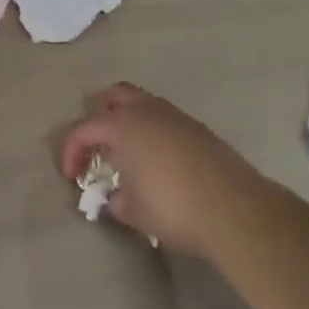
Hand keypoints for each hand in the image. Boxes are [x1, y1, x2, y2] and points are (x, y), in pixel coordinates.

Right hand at [60, 83, 247, 256]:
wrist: (236, 210)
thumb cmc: (174, 207)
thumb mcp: (135, 212)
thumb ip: (117, 201)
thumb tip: (116, 198)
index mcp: (121, 125)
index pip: (83, 129)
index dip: (72, 152)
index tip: (73, 177)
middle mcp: (146, 111)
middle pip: (114, 96)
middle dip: (100, 116)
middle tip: (100, 145)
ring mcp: (176, 117)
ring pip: (144, 104)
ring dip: (130, 122)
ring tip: (130, 154)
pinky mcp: (200, 130)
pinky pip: (167, 120)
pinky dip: (155, 133)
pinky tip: (161, 162)